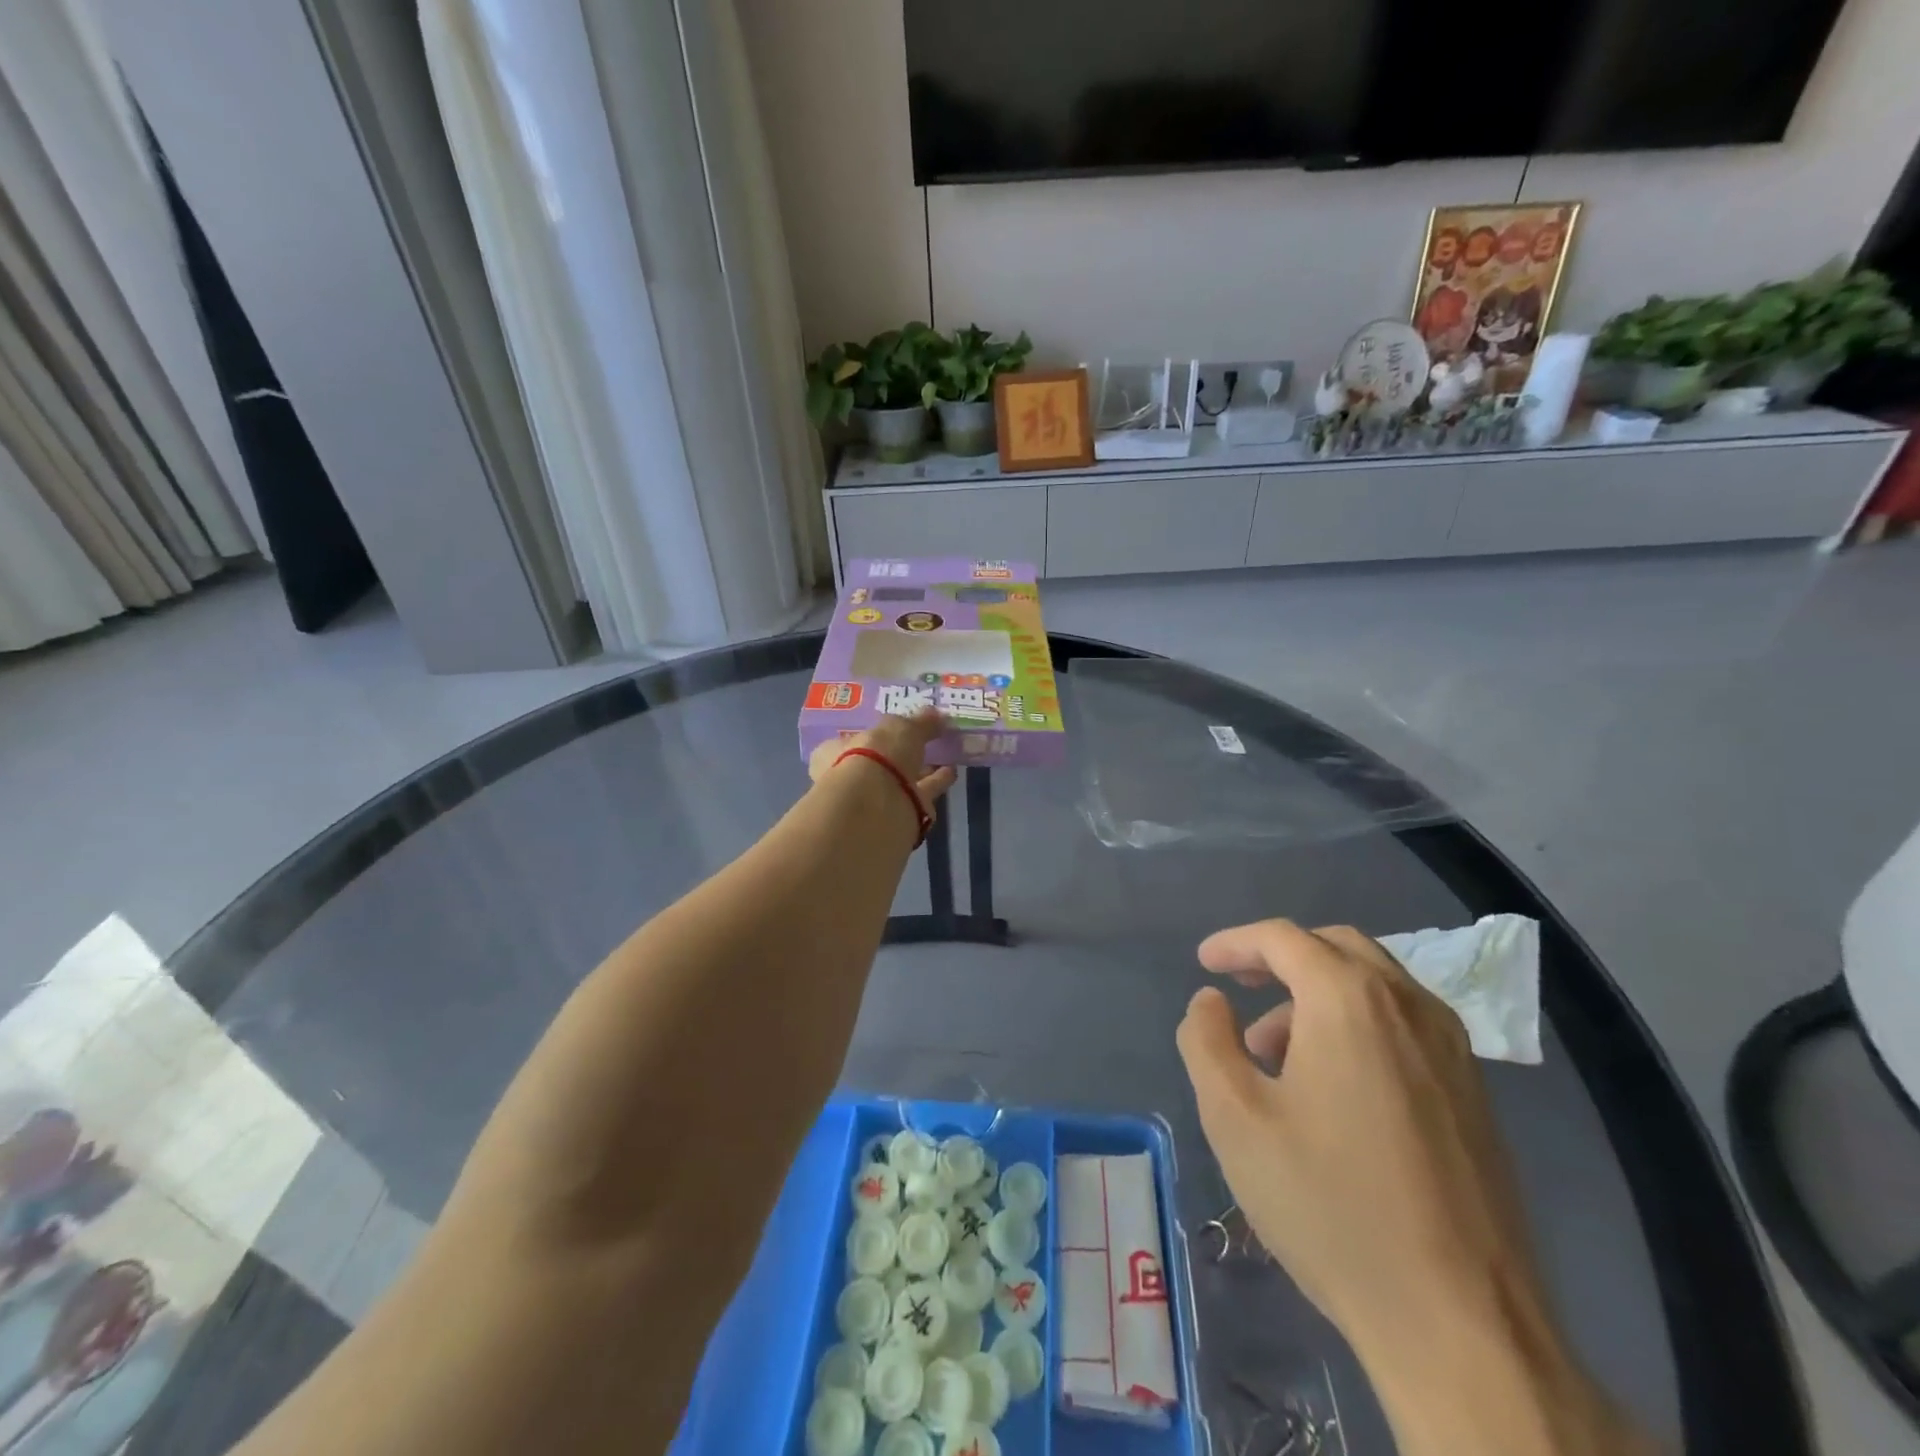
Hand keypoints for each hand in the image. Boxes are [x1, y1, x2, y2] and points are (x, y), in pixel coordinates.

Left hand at [808, 709, 956, 829]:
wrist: (877, 806)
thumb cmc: (875, 755)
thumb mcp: (901, 727)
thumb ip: (920, 722)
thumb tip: (938, 715)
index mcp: (835, 752)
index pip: (854, 739)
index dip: (876, 733)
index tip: (899, 727)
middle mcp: (851, 778)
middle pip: (881, 763)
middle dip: (903, 754)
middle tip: (928, 740)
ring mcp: (874, 801)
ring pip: (902, 781)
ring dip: (922, 769)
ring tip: (946, 755)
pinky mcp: (898, 817)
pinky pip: (919, 795)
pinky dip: (935, 784)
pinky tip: (951, 772)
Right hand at [1177, 921, 1641, 1455]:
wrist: (1462, 1323)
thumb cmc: (1330, 1205)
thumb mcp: (1234, 1118)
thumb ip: (1207, 1041)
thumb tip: (1210, 1001)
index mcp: (1350, 1000)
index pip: (1283, 938)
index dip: (1236, 943)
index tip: (1204, 962)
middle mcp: (1409, 1006)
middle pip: (1337, 947)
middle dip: (1281, 957)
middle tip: (1243, 986)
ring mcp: (1453, 1050)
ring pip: (1376, 985)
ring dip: (1318, 993)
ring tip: (1277, 1053)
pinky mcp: (1475, 1094)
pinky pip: (1406, 1024)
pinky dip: (1359, 1023)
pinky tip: (1335, 1083)